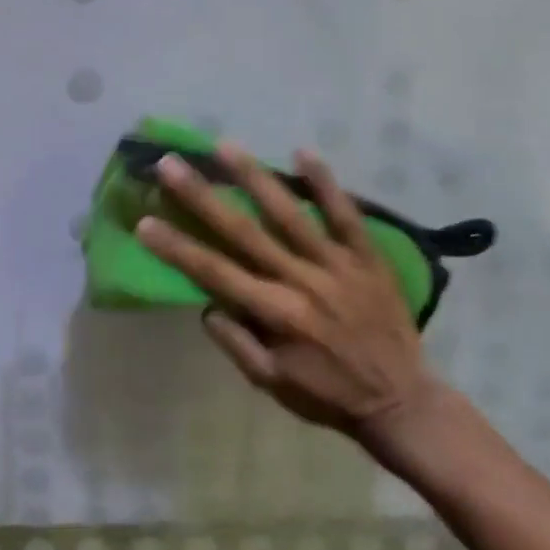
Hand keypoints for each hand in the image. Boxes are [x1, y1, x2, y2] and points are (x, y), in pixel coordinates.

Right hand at [137, 145, 441, 449]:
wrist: (405, 403)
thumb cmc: (329, 395)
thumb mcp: (271, 384)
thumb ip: (236, 343)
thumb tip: (206, 304)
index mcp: (276, 314)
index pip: (214, 272)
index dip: (176, 247)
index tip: (144, 221)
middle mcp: (302, 281)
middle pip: (243, 232)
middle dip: (202, 197)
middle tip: (170, 164)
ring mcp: (338, 265)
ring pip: (290, 213)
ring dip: (255, 177)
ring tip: (225, 146)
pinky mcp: (368, 258)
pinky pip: (347, 216)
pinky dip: (326, 185)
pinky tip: (303, 152)